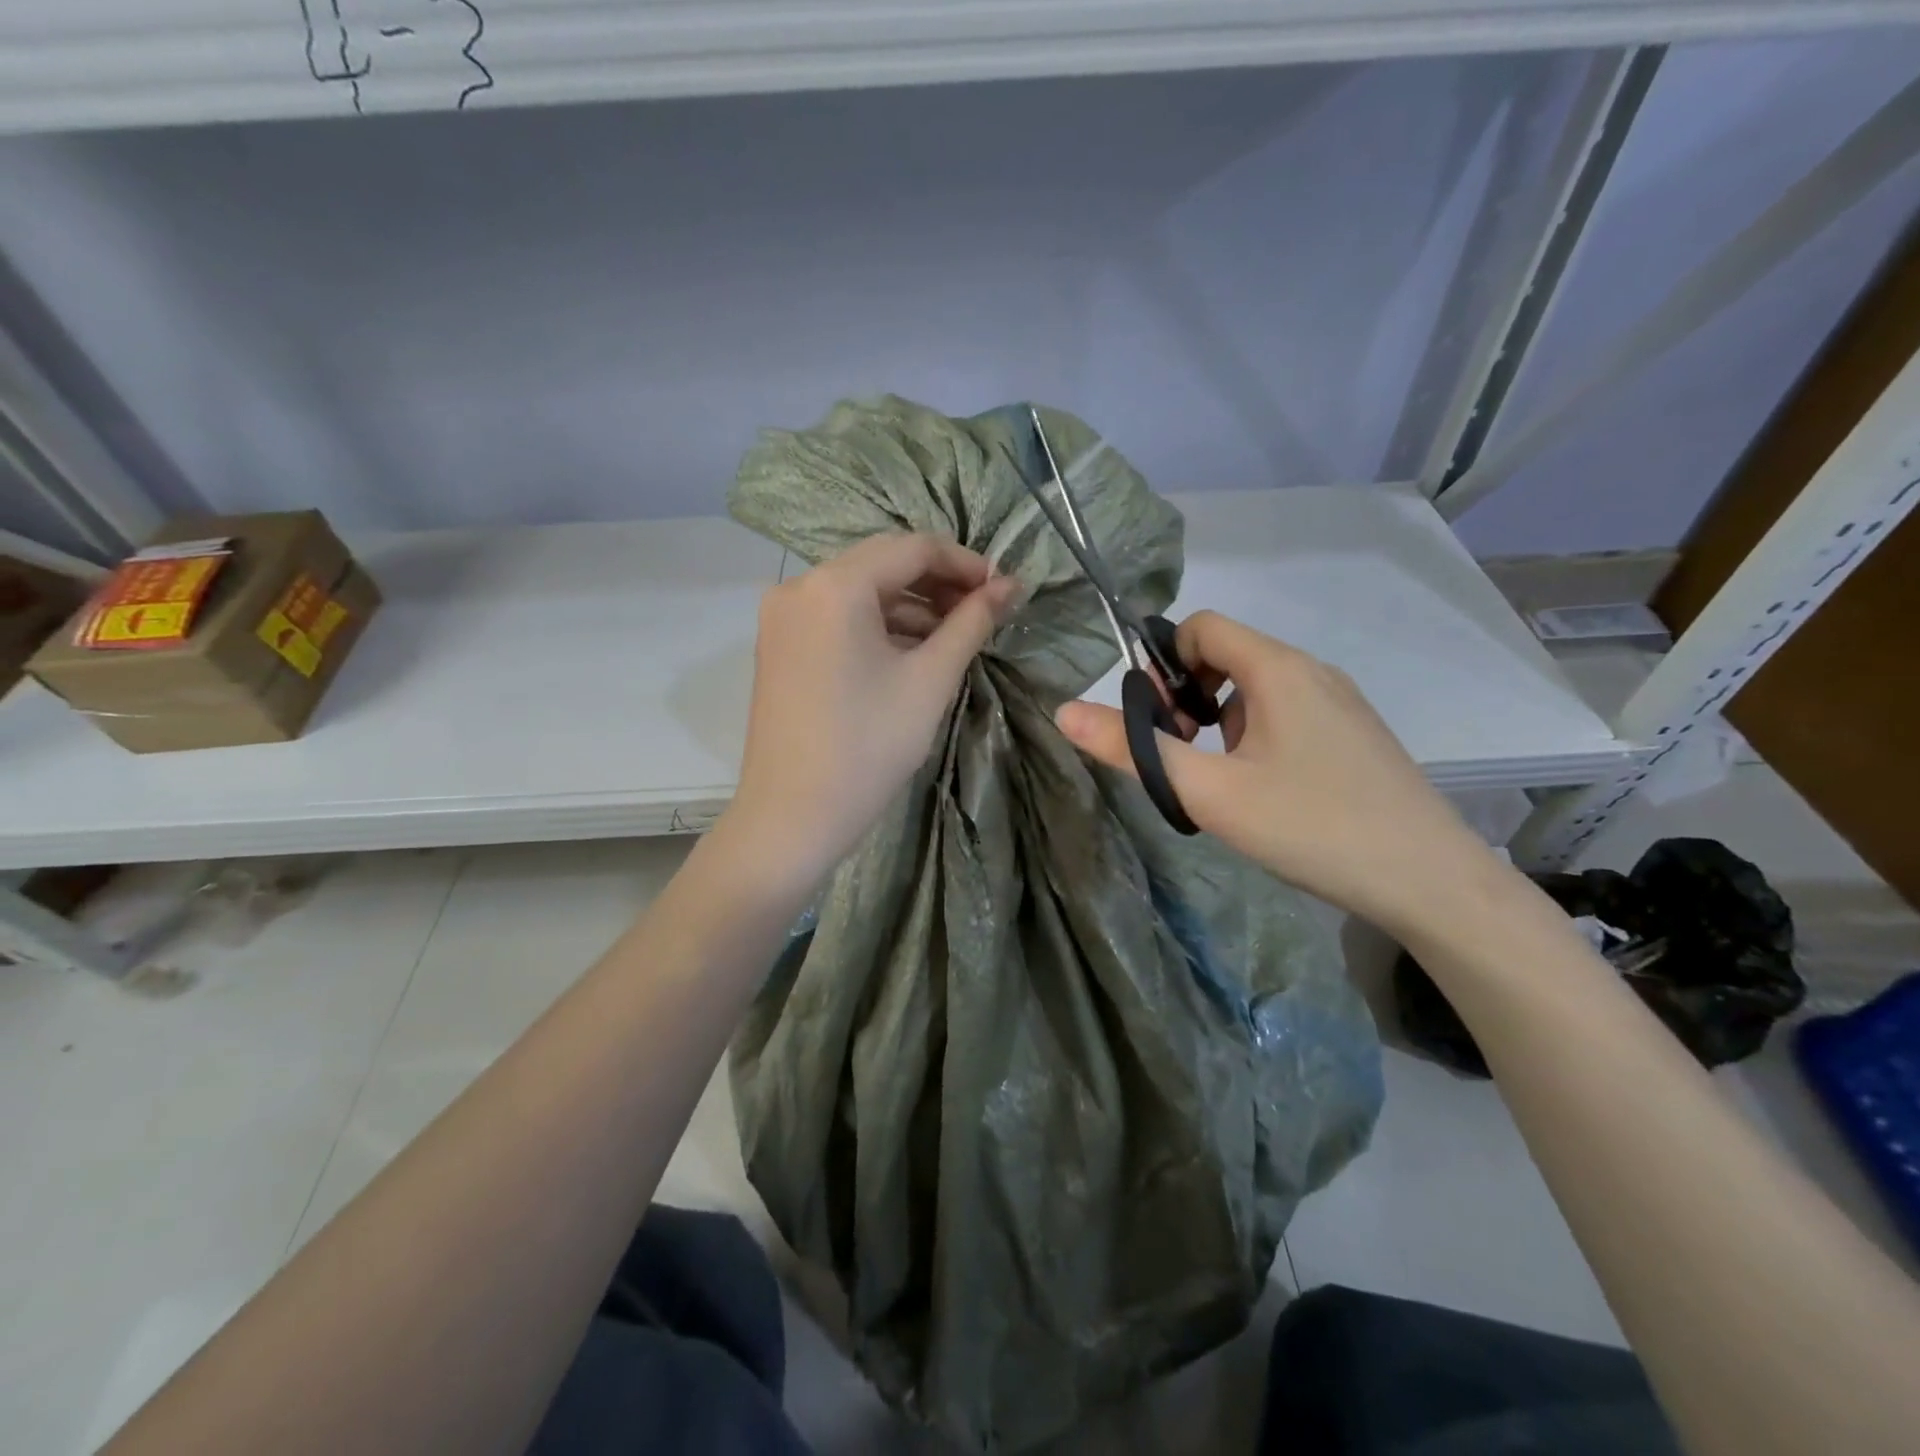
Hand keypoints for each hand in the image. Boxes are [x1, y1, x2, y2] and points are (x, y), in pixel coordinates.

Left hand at [725, 533, 1020, 883]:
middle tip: (983, 613)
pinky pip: (838, 617)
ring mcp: (782, 617)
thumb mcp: (930, 680)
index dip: (965, 563)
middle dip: (938, 583)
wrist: (793, 816)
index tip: (1003, 591)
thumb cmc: (869, 746)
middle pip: (883, 564)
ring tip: (954, 637)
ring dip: (910, 606)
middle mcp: (799, 586)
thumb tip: (1011, 586)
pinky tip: (912, 652)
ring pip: (860, 592)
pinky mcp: (779, 645)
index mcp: (835, 585)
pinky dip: (877, 626)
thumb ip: (971, 622)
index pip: (913, 547)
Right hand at [1055, 610, 1500, 937]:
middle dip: (1187, 698)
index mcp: (1279, 669)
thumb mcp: (1209, 792)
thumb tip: (1063, 711)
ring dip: (1219, 722)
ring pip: (1255, 690)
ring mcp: (1340, 703)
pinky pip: (1286, 714)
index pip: (1201, 627)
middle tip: (1183, 758)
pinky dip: (1254, 737)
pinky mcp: (1354, 736)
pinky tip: (1265, 793)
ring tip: (1221, 782)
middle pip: (1226, 656)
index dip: (1163, 665)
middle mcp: (1312, 672)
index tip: (1157, 723)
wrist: (1431, 883)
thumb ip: (1134, 750)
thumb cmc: (1312, 827)